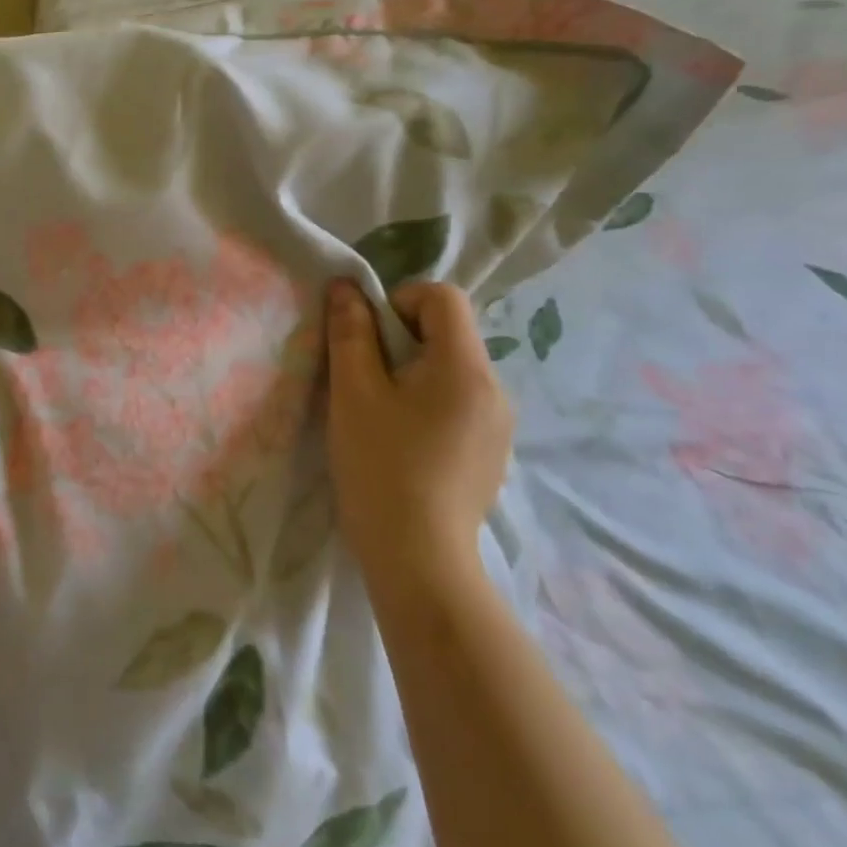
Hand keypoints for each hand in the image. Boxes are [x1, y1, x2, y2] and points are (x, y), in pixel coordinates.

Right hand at [324, 280, 513, 595]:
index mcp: (466, 367)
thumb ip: (350, 332)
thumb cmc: (381, 465)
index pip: (443, 297)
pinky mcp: (492, 451)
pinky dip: (431, 402)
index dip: (399, 300)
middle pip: (449, 332)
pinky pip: (461, 402)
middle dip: (402, 338)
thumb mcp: (354, 392)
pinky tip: (406, 442)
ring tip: (382, 413)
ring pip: (453, 368)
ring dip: (414, 372)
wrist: (418, 558)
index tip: (368, 338)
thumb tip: (347, 288)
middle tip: (366, 377)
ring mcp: (499, 423)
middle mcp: (495, 388)